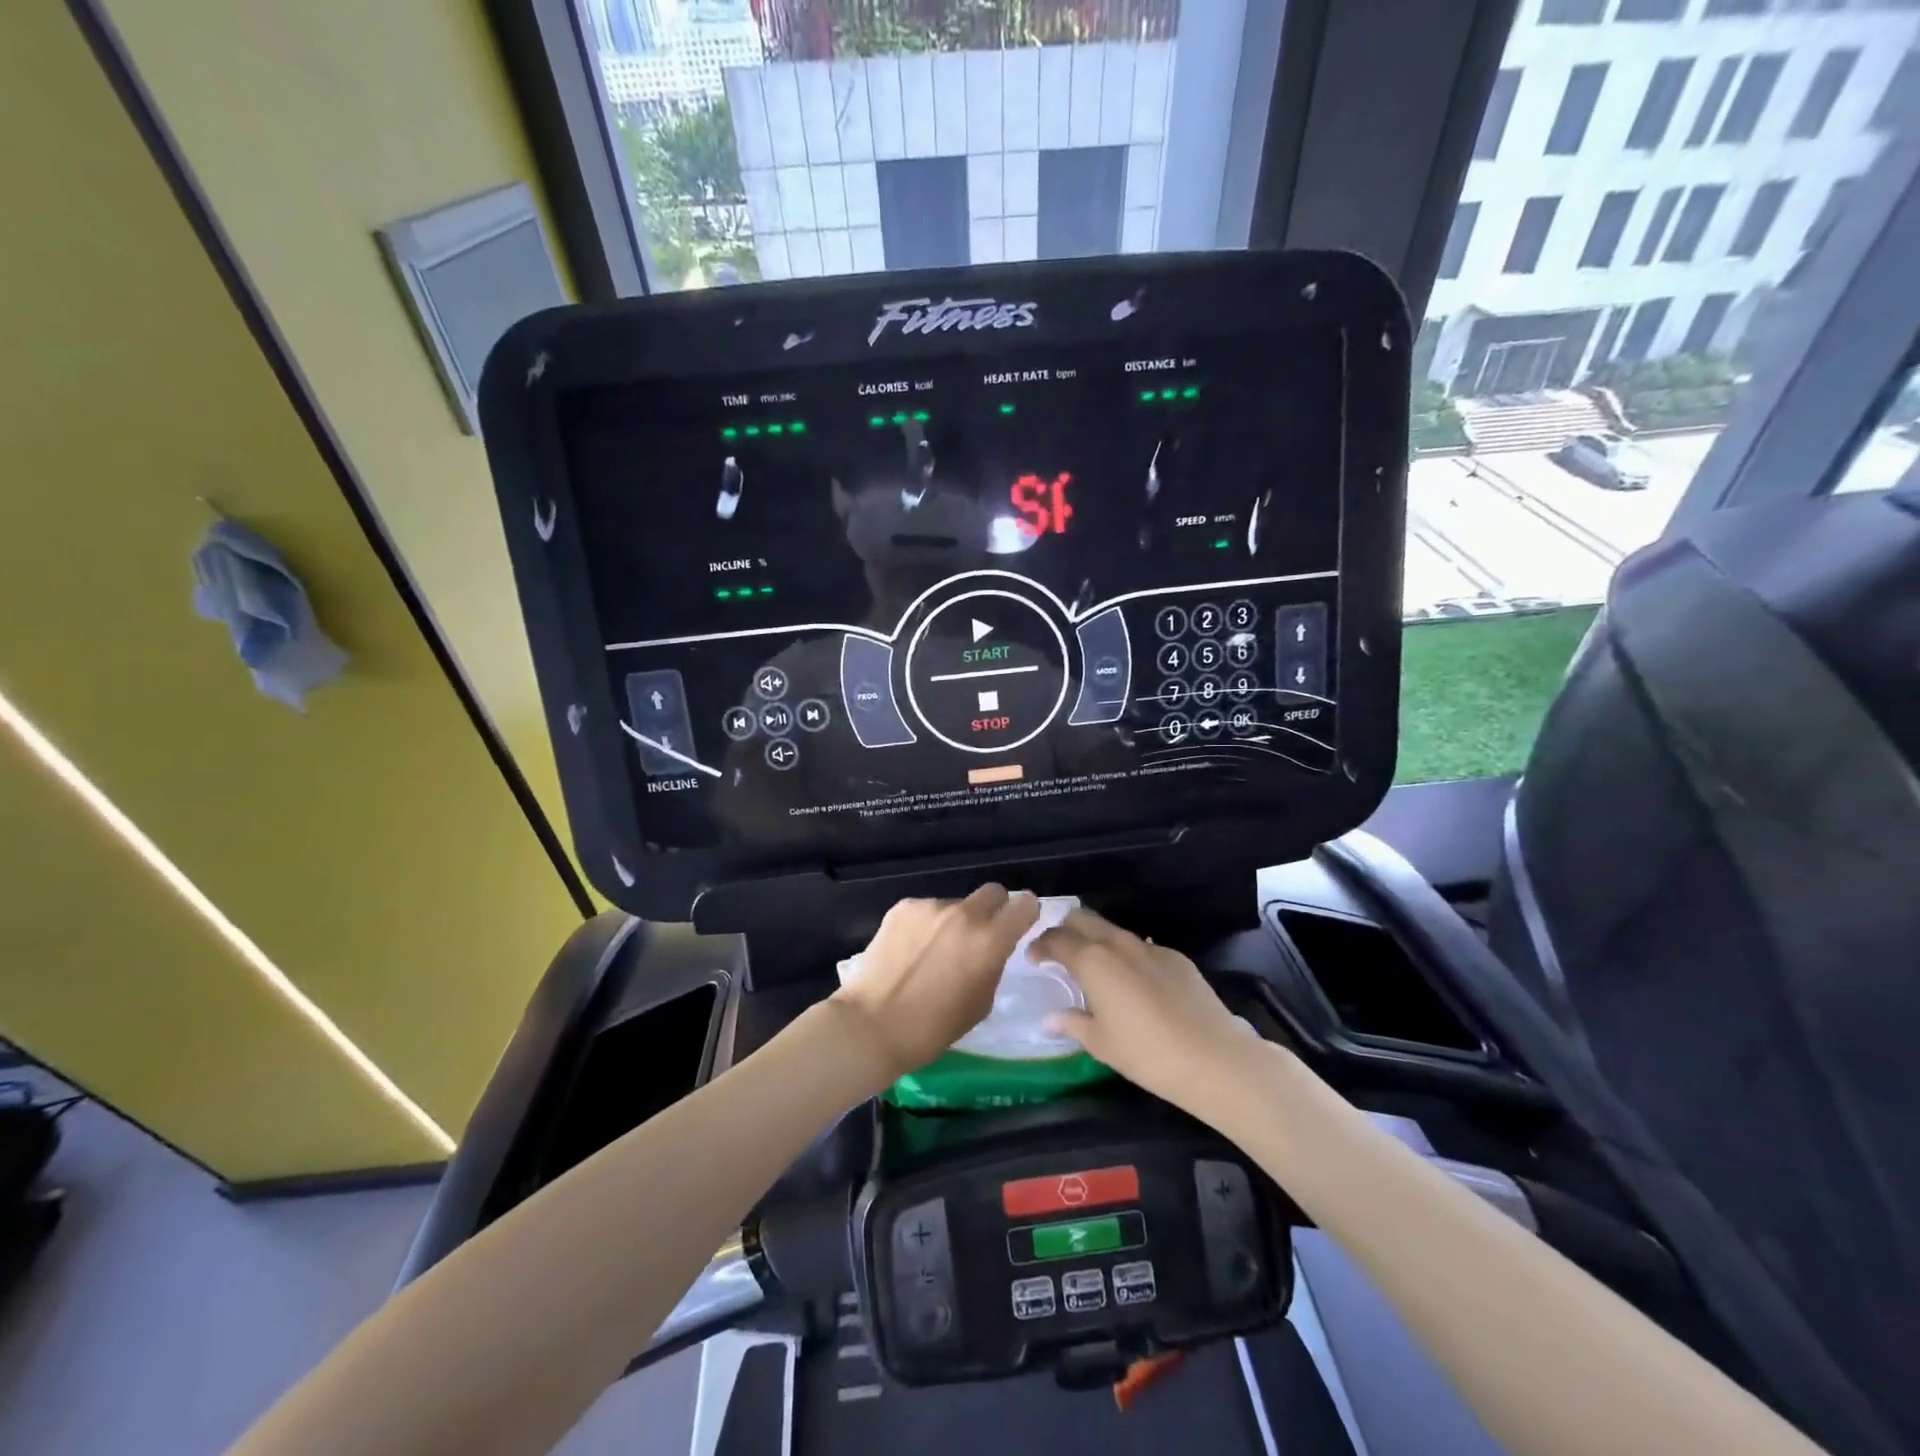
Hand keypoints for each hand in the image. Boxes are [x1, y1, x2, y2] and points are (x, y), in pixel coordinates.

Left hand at [831, 885, 1040, 1081]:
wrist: (872, 1025)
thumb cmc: (933, 1028)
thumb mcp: (981, 1002)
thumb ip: (993, 964)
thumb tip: (993, 947)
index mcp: (990, 940)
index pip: (1026, 904)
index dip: (1024, 915)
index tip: (1016, 927)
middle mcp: (964, 914)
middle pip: (993, 892)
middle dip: (993, 910)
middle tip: (978, 937)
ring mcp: (930, 906)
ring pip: (956, 904)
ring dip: (953, 922)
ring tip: (932, 953)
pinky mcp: (902, 907)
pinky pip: (926, 910)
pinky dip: (925, 925)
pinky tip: (910, 951)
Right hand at [1034, 909, 1256, 1117]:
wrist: (1213, 1058)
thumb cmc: (1146, 1053)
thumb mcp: (1101, 1043)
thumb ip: (1072, 1024)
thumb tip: (1050, 1020)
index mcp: (1093, 961)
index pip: (1057, 939)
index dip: (1040, 945)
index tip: (1033, 959)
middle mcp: (1118, 944)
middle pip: (1083, 919)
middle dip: (1065, 929)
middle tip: (1058, 952)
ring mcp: (1151, 948)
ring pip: (1113, 930)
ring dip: (1096, 940)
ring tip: (1093, 966)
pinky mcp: (1177, 958)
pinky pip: (1142, 947)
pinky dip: (1127, 955)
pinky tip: (1133, 982)